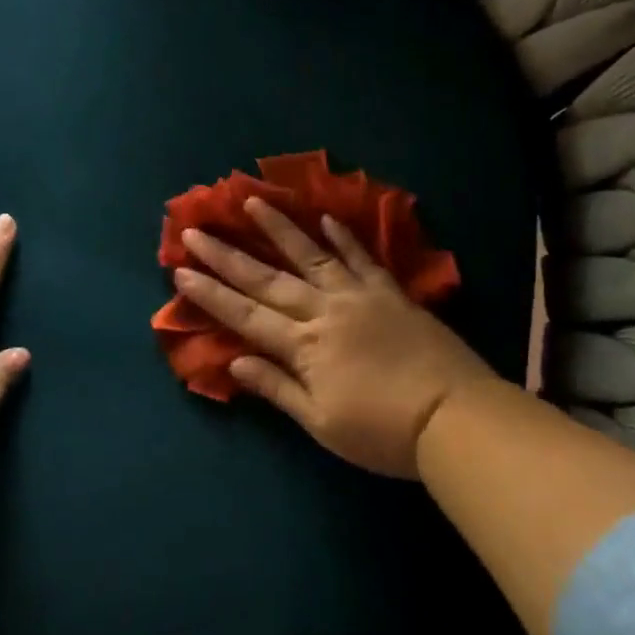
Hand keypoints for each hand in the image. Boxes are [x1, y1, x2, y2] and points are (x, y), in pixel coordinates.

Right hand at [175, 198, 495, 478]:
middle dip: (227, 256)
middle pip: (267, 279)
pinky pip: (363, 258)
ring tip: (252, 202)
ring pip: (311, 255)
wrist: (453, 418)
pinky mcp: (391, 293)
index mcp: (304, 346)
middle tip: (195, 230)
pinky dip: (344, 237)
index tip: (181, 271)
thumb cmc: (382, 432)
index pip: (246, 315)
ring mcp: (360, 297)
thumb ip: (277, 388)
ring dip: (279, 228)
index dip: (211, 295)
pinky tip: (326, 219)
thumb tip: (235, 362)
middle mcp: (325, 311)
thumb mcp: (321, 423)